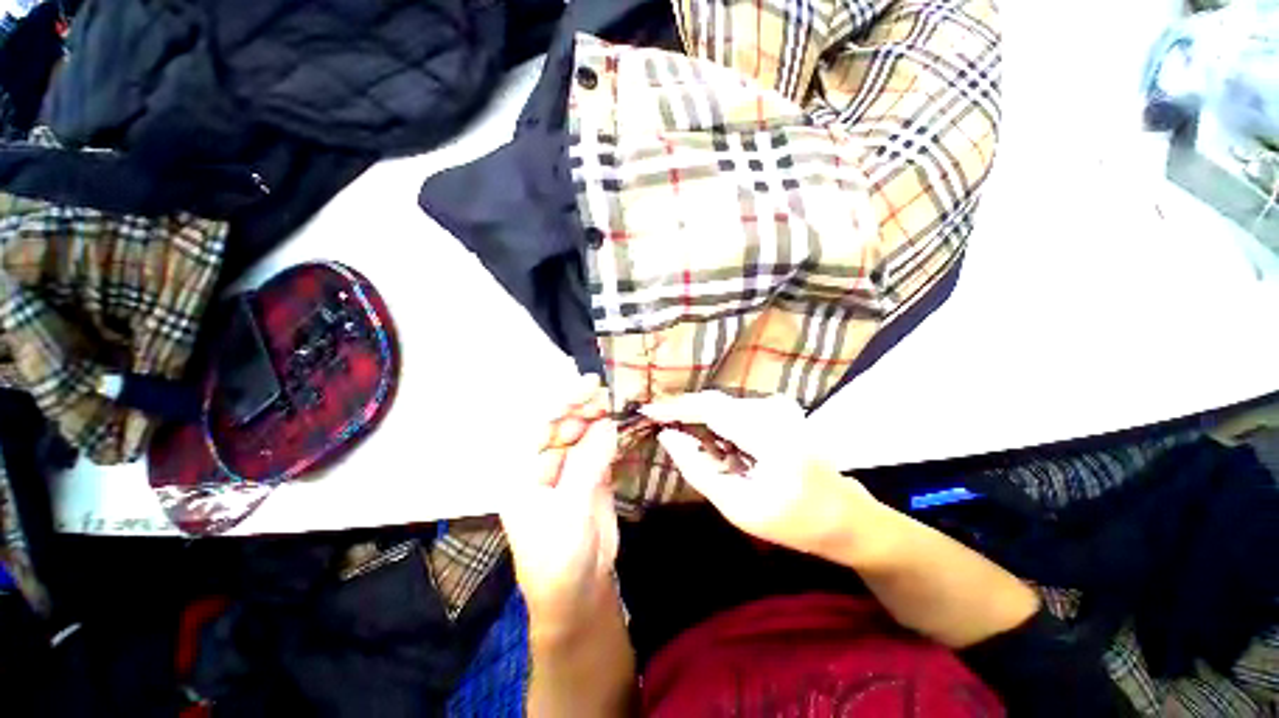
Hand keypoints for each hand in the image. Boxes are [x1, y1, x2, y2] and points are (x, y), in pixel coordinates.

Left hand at [500, 375, 620, 642]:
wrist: (579, 591)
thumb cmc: (559, 557)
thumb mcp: (569, 510)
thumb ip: (587, 465)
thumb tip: (606, 425)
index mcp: (522, 471)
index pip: (538, 426)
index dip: (560, 402)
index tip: (586, 385)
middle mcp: (543, 464)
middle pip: (561, 425)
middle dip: (580, 407)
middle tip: (604, 394)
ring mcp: (568, 469)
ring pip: (581, 434)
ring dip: (596, 418)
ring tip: (611, 405)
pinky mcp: (590, 476)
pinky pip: (598, 448)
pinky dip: (608, 435)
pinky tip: (616, 425)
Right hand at [643, 392, 877, 557]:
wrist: (848, 517)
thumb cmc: (796, 522)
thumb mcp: (739, 507)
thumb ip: (698, 468)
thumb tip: (668, 436)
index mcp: (768, 434)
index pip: (709, 407)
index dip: (674, 407)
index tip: (646, 411)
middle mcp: (773, 409)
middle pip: (714, 403)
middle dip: (684, 414)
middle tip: (658, 425)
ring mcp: (779, 407)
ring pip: (723, 407)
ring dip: (701, 422)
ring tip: (687, 441)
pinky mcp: (779, 411)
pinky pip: (736, 412)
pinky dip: (718, 426)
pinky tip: (716, 447)